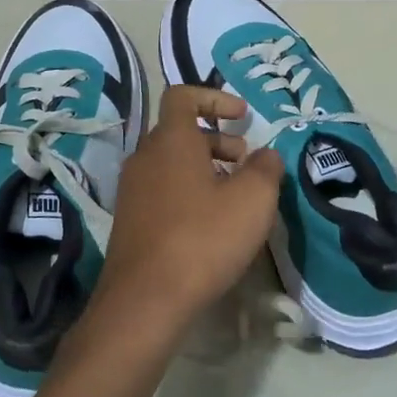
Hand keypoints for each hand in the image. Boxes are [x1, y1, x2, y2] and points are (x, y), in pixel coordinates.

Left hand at [96, 85, 285, 332]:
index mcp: (171, 140)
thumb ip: (266, 168)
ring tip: (234, 197)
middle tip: (246, 163)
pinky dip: (188, 192)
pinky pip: (162, 190)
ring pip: (171, 163)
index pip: (183, 96)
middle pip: (180, 132)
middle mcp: (145, 157)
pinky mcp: (130, 221)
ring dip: (205, 168)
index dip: (214, 97)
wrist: (145, 301)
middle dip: (218, 139)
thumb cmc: (203, 238)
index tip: (242, 116)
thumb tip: (266, 155)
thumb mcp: (253, 200)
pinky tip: (210, 225)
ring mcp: (132, 190)